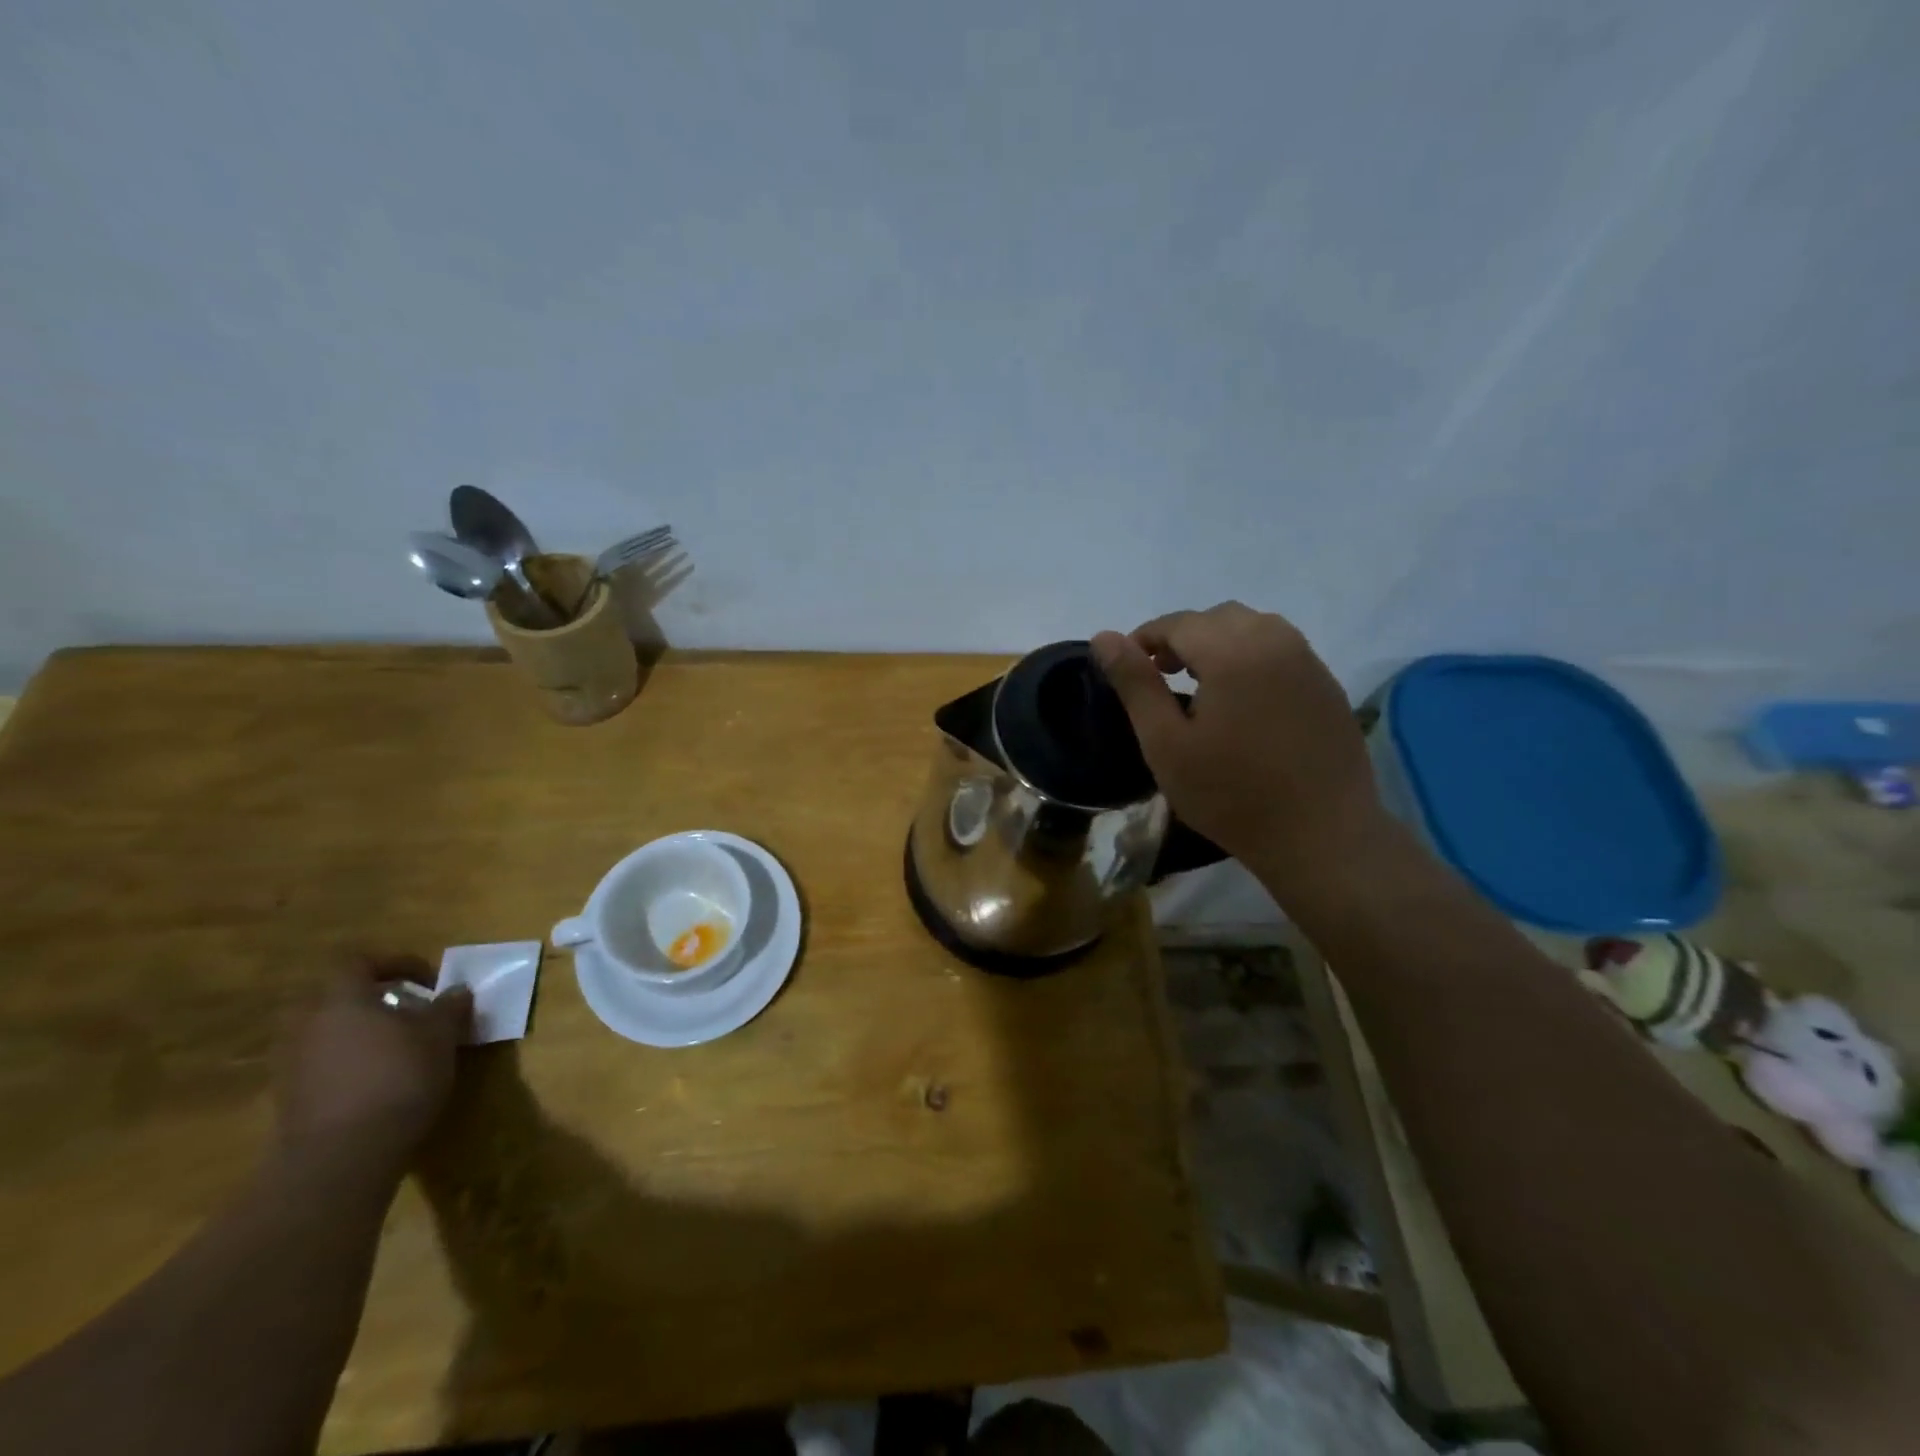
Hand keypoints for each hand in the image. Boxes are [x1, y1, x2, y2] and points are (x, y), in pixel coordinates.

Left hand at [276, 956, 472, 1177]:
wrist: (342, 1156)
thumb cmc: (398, 1078)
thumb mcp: (441, 1036)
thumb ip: (448, 1008)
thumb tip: (455, 991)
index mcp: (341, 999)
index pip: (359, 962)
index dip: (396, 963)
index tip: (428, 980)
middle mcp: (307, 1024)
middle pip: (334, 996)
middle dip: (370, 999)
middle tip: (405, 1010)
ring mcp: (290, 1064)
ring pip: (325, 1031)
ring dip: (357, 1032)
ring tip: (395, 1047)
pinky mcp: (288, 1099)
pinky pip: (319, 1063)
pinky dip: (345, 1062)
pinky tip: (376, 1080)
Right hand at [1092, 603, 1387, 881]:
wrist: (1321, 835)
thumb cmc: (1230, 794)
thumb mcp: (1166, 743)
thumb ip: (1135, 684)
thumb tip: (1103, 637)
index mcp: (1232, 651)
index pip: (1178, 623)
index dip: (1145, 639)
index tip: (1128, 669)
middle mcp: (1275, 640)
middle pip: (1217, 618)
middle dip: (1182, 637)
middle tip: (1161, 675)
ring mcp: (1308, 660)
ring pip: (1253, 627)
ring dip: (1218, 643)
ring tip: (1201, 685)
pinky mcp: (1327, 684)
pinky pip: (1280, 649)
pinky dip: (1251, 657)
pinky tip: (1242, 700)